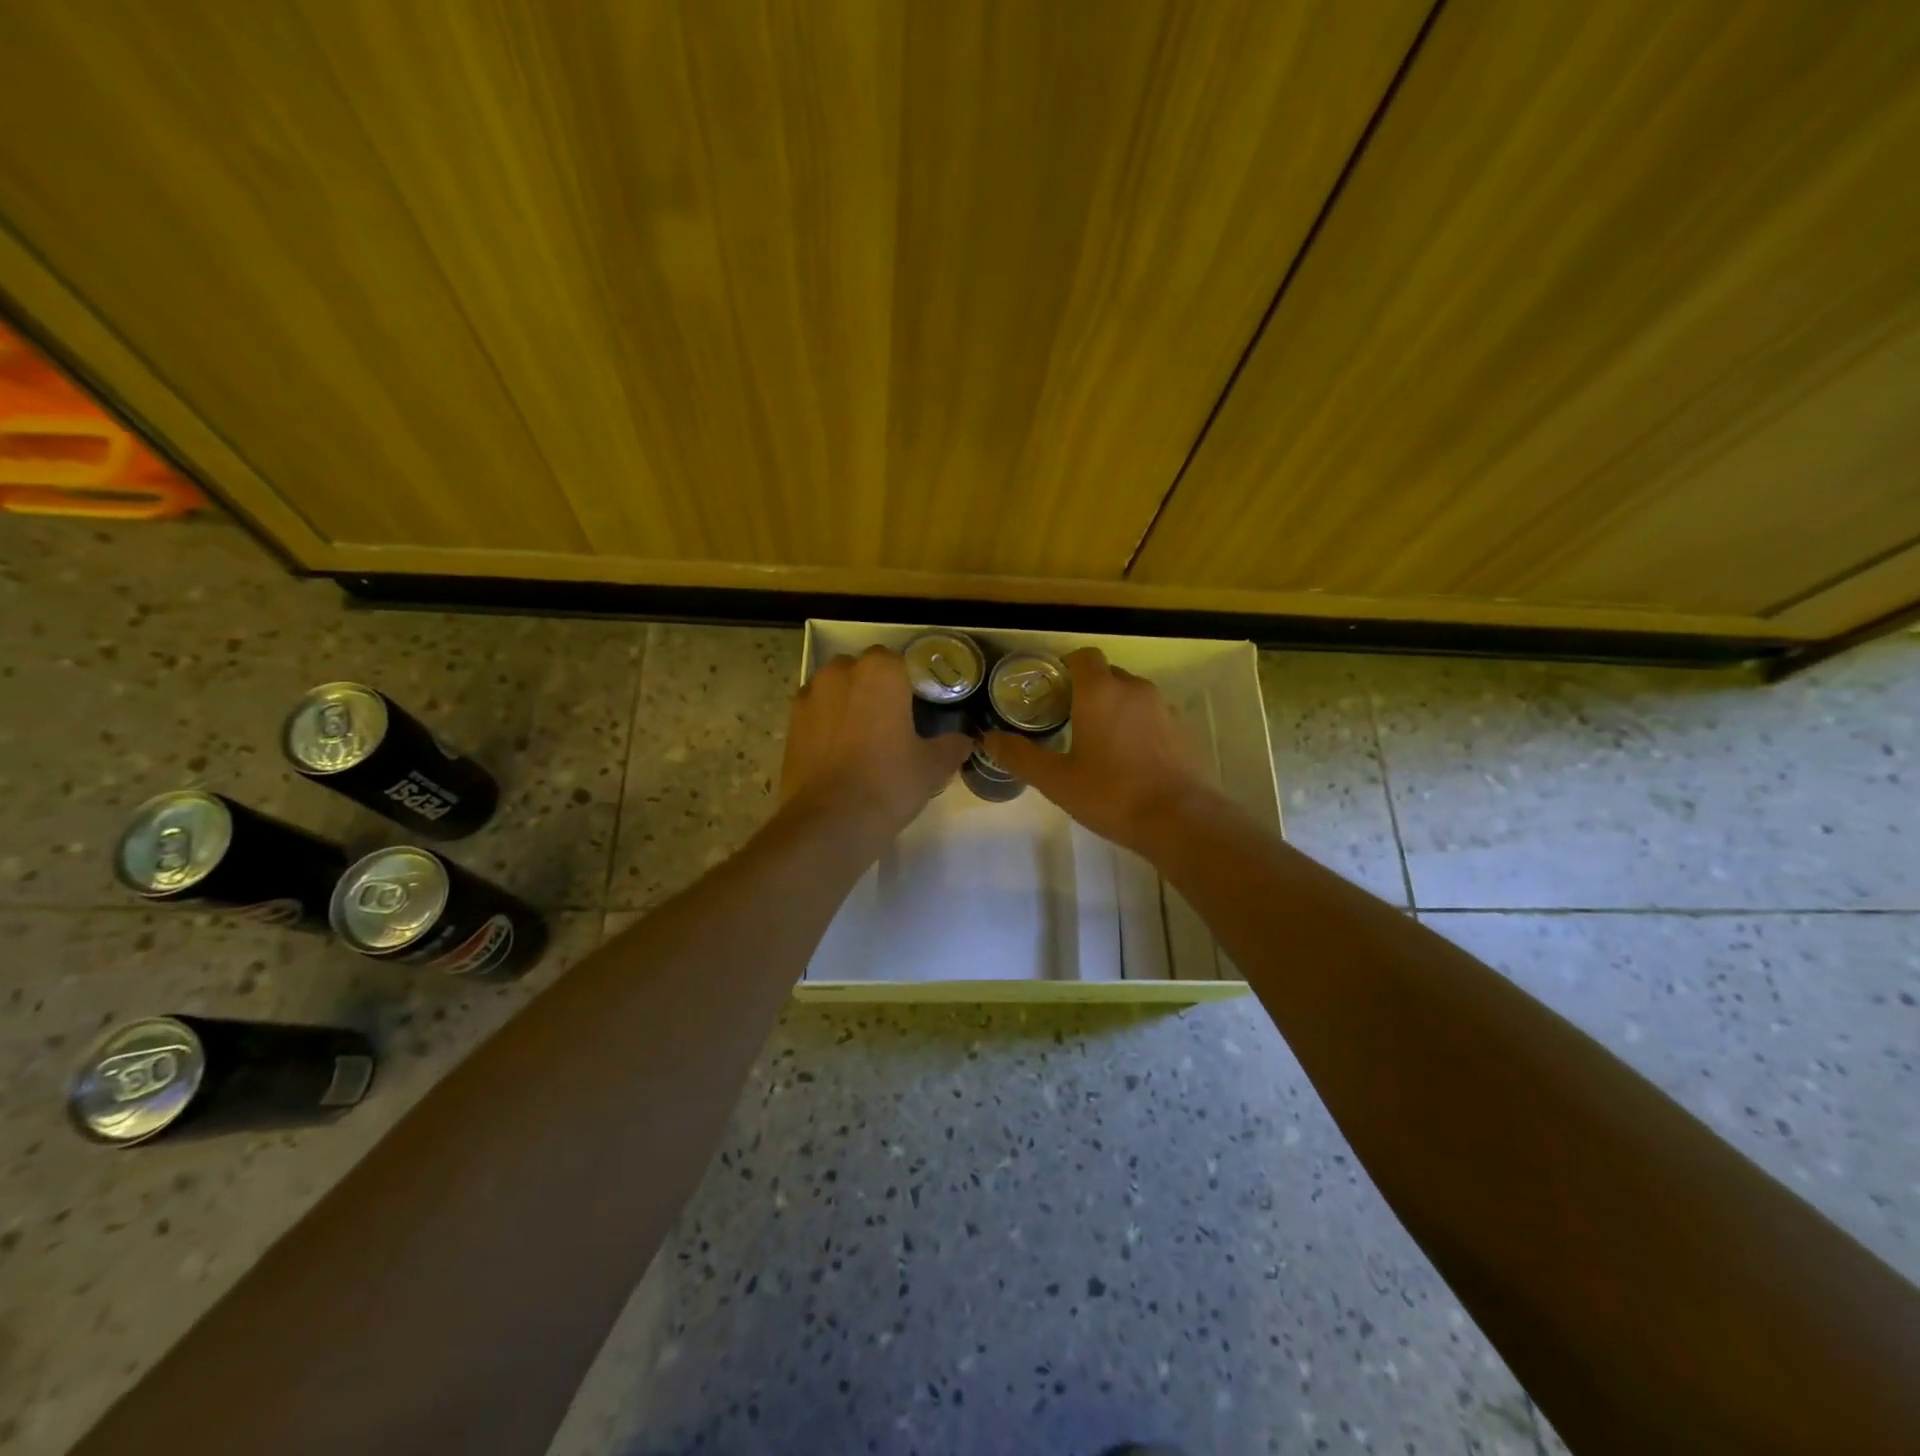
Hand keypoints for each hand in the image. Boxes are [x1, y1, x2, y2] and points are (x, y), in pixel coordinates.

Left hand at [779, 646, 972, 844]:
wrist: (829, 821)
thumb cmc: (889, 783)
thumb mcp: (932, 767)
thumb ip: (951, 746)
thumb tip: (963, 741)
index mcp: (880, 672)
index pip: (897, 662)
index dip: (906, 684)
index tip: (914, 709)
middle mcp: (840, 673)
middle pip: (861, 670)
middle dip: (873, 689)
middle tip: (890, 724)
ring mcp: (809, 696)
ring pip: (834, 690)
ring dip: (846, 704)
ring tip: (861, 740)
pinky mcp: (790, 723)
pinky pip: (814, 713)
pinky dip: (825, 725)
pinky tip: (837, 754)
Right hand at [983, 647, 1222, 855]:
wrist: (1180, 819)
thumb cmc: (1111, 794)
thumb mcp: (1056, 780)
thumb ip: (1019, 756)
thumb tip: (987, 738)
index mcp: (1101, 691)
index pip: (1083, 657)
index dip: (1065, 668)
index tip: (1050, 692)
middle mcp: (1134, 688)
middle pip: (1106, 675)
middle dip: (1086, 691)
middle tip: (1065, 721)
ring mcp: (1163, 708)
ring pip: (1130, 696)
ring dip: (1112, 709)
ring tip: (1096, 743)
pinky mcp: (1182, 730)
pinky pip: (1150, 717)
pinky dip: (1135, 727)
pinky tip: (1127, 761)